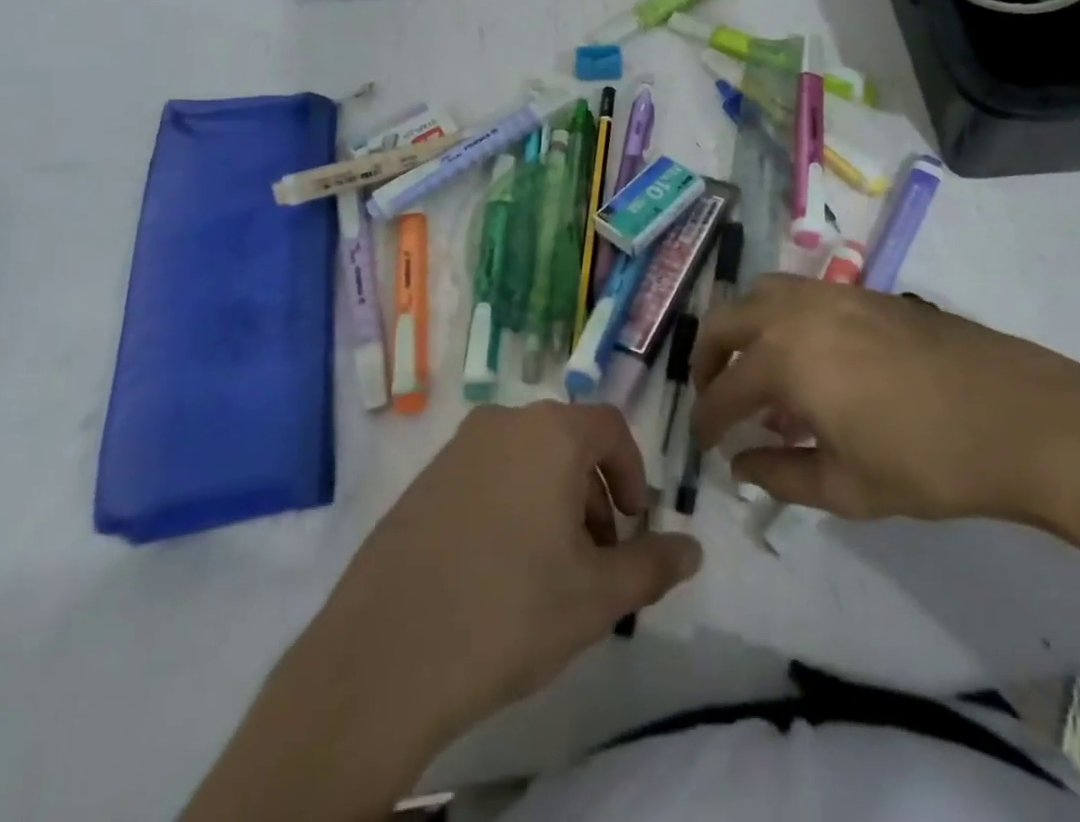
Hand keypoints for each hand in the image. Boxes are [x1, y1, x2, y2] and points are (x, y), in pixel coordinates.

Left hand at [305, 402, 701, 744]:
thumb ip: (652, 565)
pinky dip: (509, 504)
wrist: (385, 655)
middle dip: (593, 492)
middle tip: (595, 555)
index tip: (634, 523)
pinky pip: (485, 475)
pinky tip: (497, 568)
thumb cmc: (510, 611)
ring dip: (551, 499)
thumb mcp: (596, 596)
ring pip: (525, 459)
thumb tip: (694, 549)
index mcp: (551, 433)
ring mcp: (457, 448)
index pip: (610, 427)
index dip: (632, 472)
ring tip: (549, 568)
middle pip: (567, 441)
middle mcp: (503, 423)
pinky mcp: (423, 479)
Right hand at [690, 275, 1079, 525]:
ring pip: (761, 293)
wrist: (1021, 417)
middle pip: (726, 320)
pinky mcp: (865, 292)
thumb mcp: (848, 487)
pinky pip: (800, 294)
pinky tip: (807, 357)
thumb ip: (781, 475)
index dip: (706, 421)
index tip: (703, 443)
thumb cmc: (930, 462)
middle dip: (706, 357)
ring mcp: (832, 294)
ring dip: (743, 326)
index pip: (722, 390)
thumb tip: (739, 465)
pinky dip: (781, 318)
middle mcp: (796, 312)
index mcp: (784, 359)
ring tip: (755, 367)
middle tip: (713, 395)